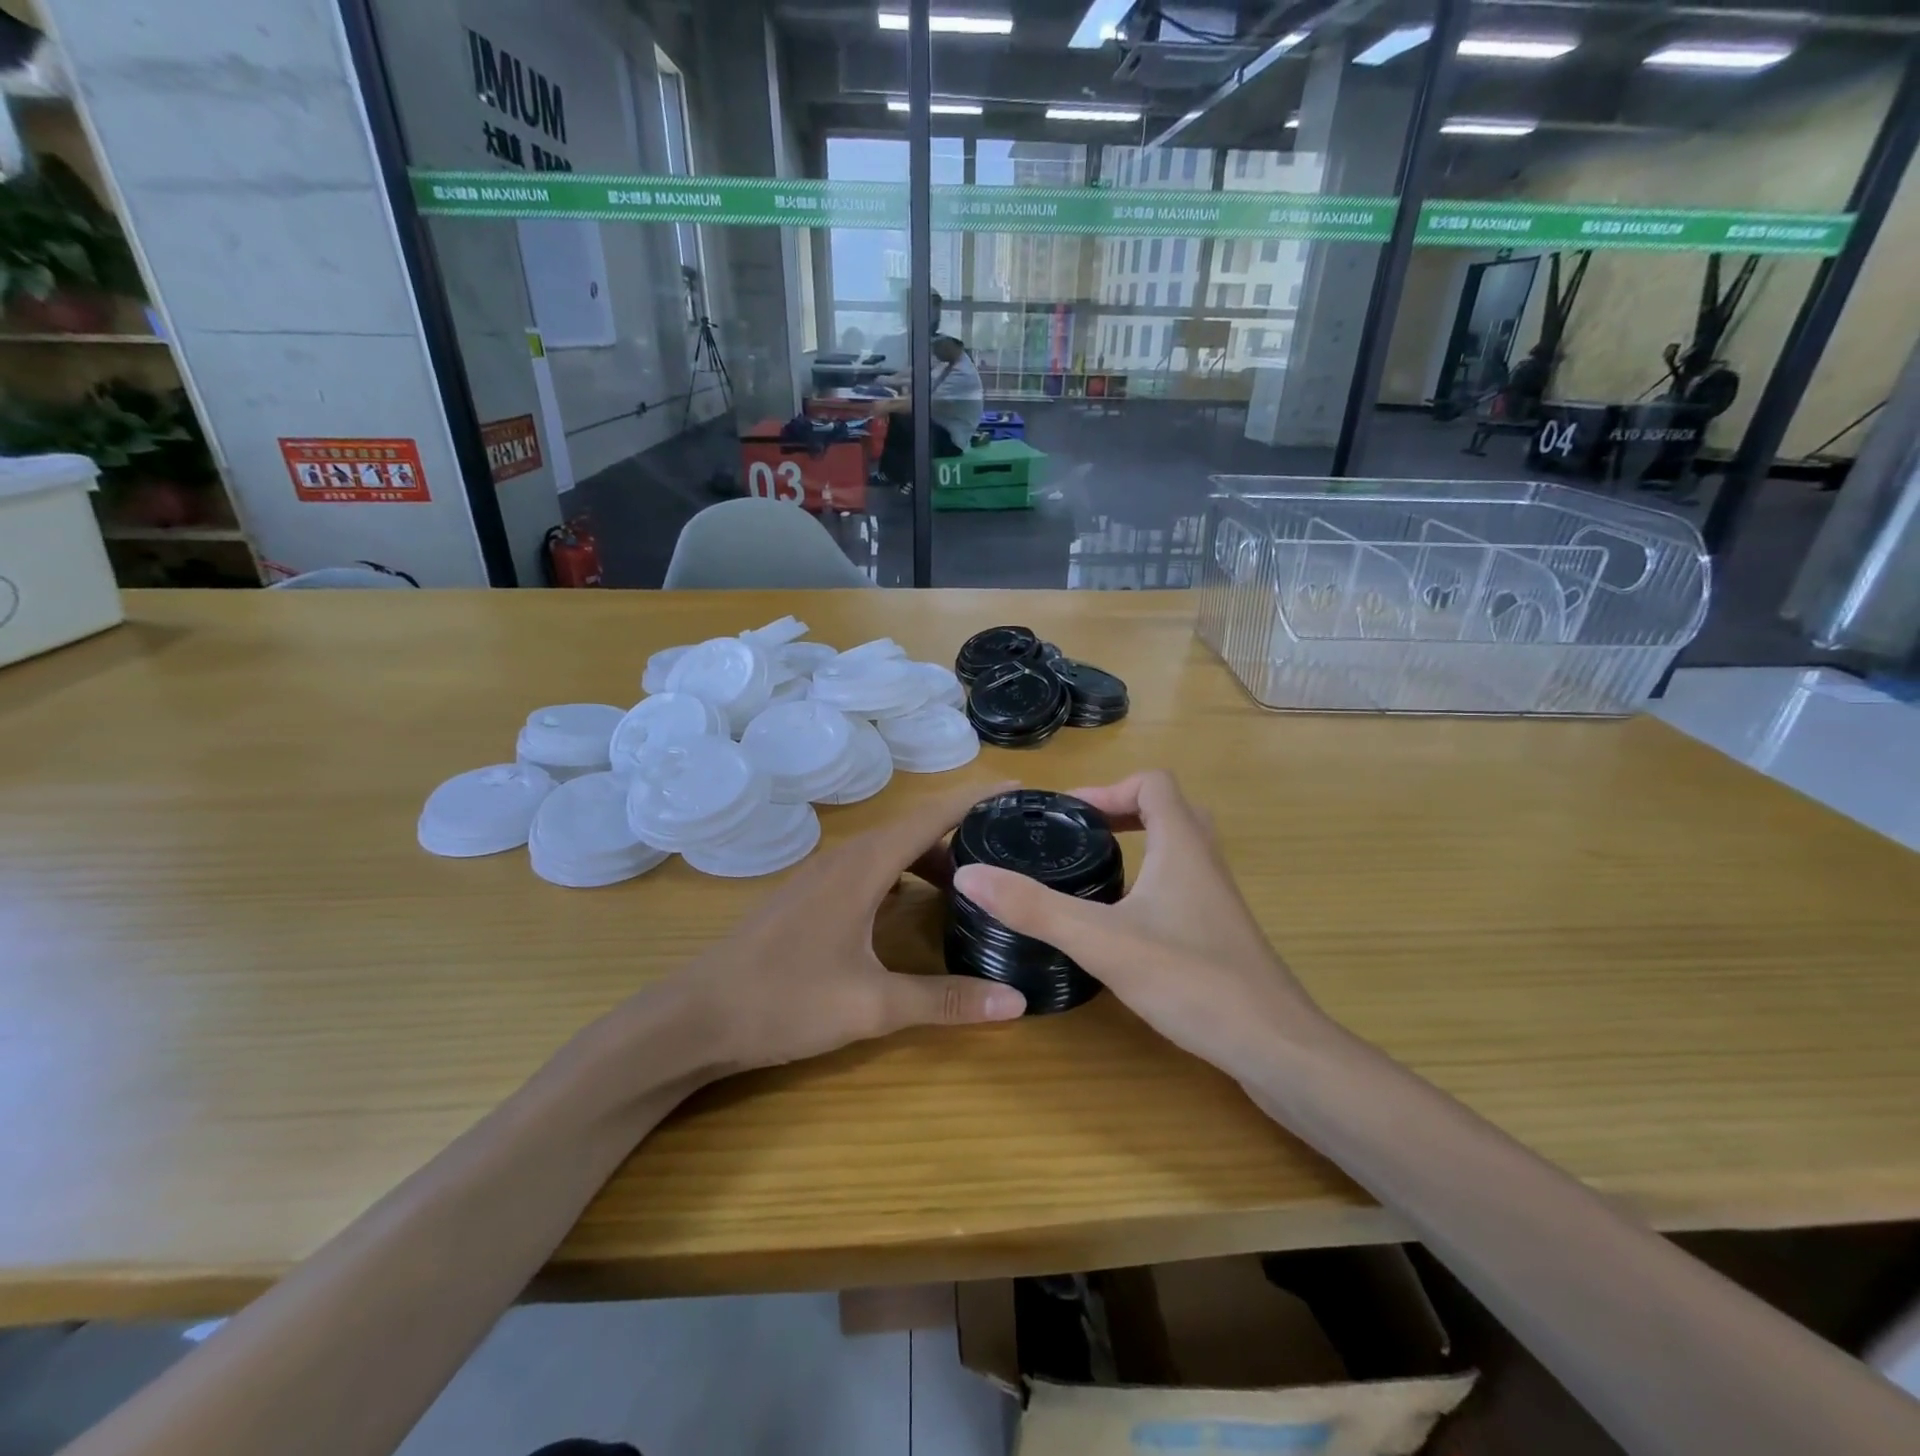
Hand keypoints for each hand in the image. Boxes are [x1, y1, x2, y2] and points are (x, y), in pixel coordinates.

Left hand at [654, 781, 1024, 1076]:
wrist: (696, 1017)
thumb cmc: (783, 1001)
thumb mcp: (871, 1006)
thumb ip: (944, 1001)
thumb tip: (1017, 1003)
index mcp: (865, 865)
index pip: (934, 814)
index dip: (979, 798)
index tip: (1023, 790)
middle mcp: (846, 857)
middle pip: (917, 828)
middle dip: (966, 831)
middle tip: (1013, 848)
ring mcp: (824, 874)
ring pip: (893, 849)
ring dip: (934, 858)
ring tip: (975, 883)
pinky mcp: (812, 894)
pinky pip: (873, 868)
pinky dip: (906, 875)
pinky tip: (917, 907)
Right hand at [951, 771, 1328, 1083]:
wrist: (1275, 1047)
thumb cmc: (1191, 980)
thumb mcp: (1101, 941)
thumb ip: (1034, 908)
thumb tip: (970, 874)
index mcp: (1183, 845)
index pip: (1153, 783)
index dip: (1108, 787)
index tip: (1067, 817)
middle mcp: (1206, 861)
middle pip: (1168, 809)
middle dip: (1121, 812)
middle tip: (1078, 837)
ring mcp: (1218, 899)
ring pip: (1179, 848)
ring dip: (1139, 845)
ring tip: (1093, 871)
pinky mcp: (1221, 933)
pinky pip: (1184, 884)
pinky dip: (1152, 881)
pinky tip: (1123, 922)